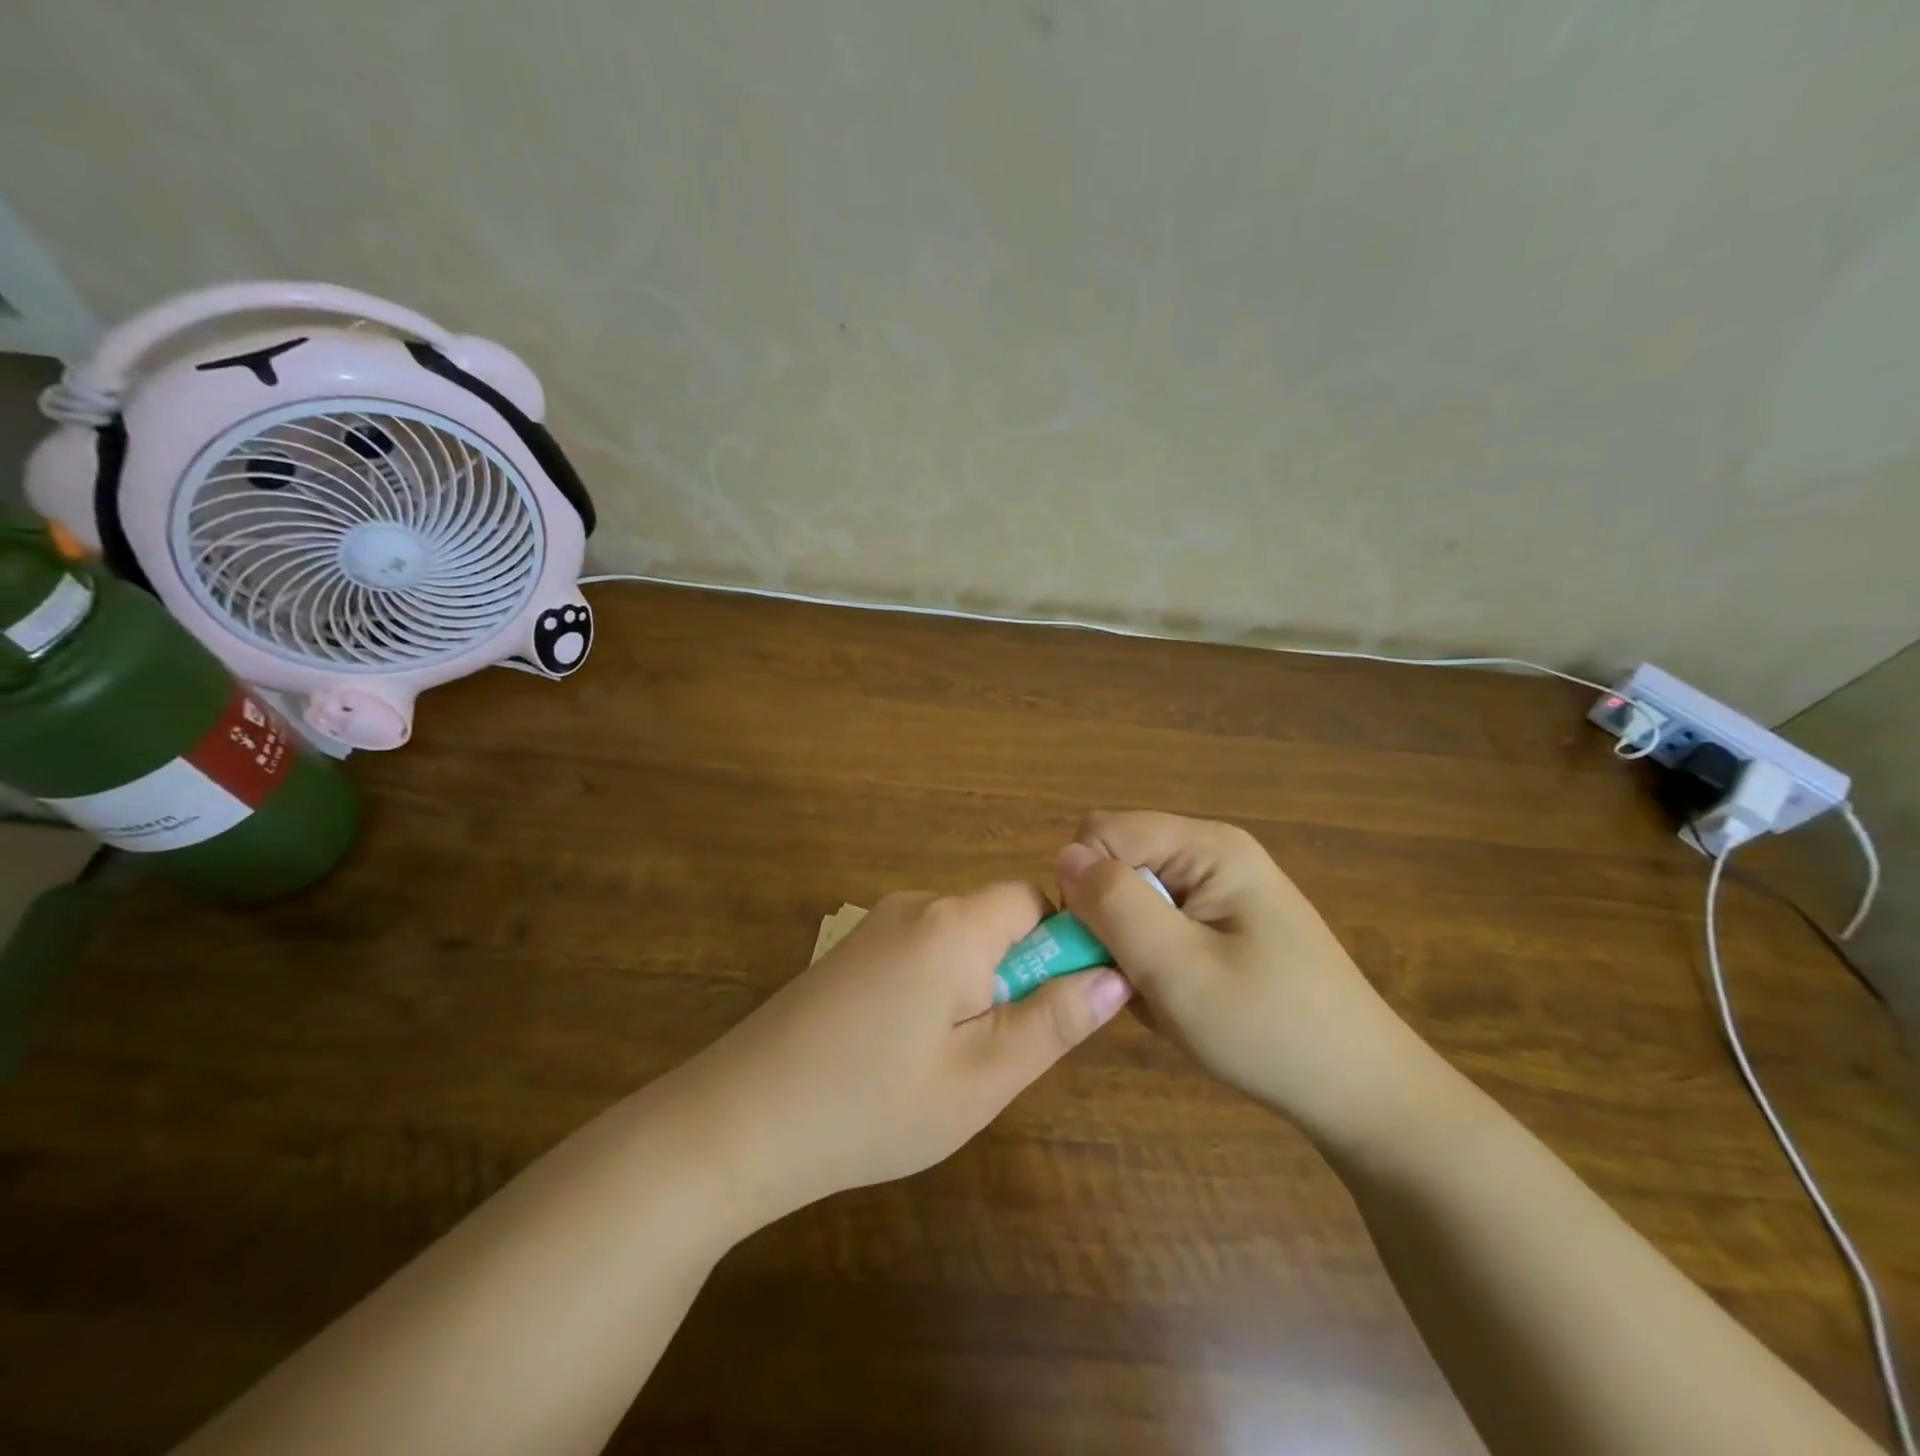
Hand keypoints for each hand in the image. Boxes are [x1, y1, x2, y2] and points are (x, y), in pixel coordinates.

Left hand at [682, 883, 1132, 1223]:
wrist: (739, 1120)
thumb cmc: (873, 1105)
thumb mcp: (982, 1077)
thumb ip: (1054, 1020)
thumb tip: (1115, 975)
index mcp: (954, 923)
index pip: (1037, 901)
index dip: (1063, 946)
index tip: (1057, 1010)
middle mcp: (916, 905)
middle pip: (997, 920)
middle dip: (1016, 977)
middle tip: (995, 1054)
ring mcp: (877, 925)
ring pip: (960, 942)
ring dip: (976, 989)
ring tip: (947, 1063)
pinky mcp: (852, 951)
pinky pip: (922, 953)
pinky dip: (937, 991)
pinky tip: (905, 1052)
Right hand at [1056, 811, 1436, 1146]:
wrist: (1362, 1093)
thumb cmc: (1270, 1031)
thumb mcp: (1179, 970)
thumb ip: (1115, 905)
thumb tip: (1065, 855)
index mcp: (1207, 847)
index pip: (1101, 833)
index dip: (1087, 887)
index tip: (1107, 948)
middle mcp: (1213, 852)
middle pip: (1118, 863)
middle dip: (1111, 922)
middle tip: (1140, 980)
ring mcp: (1223, 887)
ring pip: (1134, 899)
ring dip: (1133, 948)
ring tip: (1168, 996)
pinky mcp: (1228, 920)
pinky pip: (1162, 924)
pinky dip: (1156, 961)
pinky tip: (1185, 999)